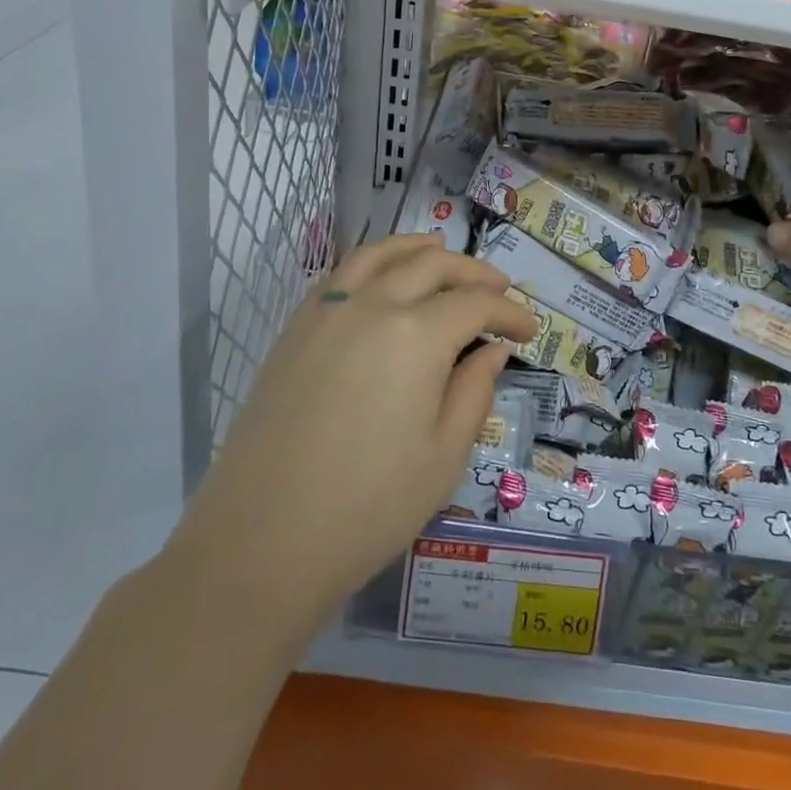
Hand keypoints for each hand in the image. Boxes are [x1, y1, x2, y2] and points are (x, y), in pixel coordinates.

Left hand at [166, 233, 538, 631]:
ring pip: (380, 255)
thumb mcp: (444, 457)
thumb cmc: (368, 507)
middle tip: (499, 289)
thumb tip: (492, 349)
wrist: (260, 542)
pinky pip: (341, 274)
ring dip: (418, 248)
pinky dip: (372, 261)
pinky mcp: (295, 329)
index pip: (475, 304)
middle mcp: (372, 305)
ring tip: (440, 247)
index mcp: (416, 336)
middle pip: (432, 265)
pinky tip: (382, 276)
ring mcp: (327, 312)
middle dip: (474, 273)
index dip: (510, 312)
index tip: (530, 329)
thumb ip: (474, 391)